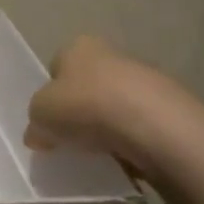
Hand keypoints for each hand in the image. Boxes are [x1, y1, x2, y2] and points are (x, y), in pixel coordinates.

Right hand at [25, 35, 202, 178]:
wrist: (151, 124)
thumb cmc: (85, 106)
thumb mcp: (40, 115)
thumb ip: (35, 123)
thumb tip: (38, 135)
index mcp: (77, 47)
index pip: (56, 68)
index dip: (49, 96)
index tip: (48, 122)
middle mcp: (111, 53)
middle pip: (86, 86)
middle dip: (79, 111)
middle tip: (69, 139)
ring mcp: (144, 78)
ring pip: (114, 105)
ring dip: (105, 127)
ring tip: (97, 153)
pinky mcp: (168, 106)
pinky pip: (138, 125)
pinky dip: (129, 140)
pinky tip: (123, 156)